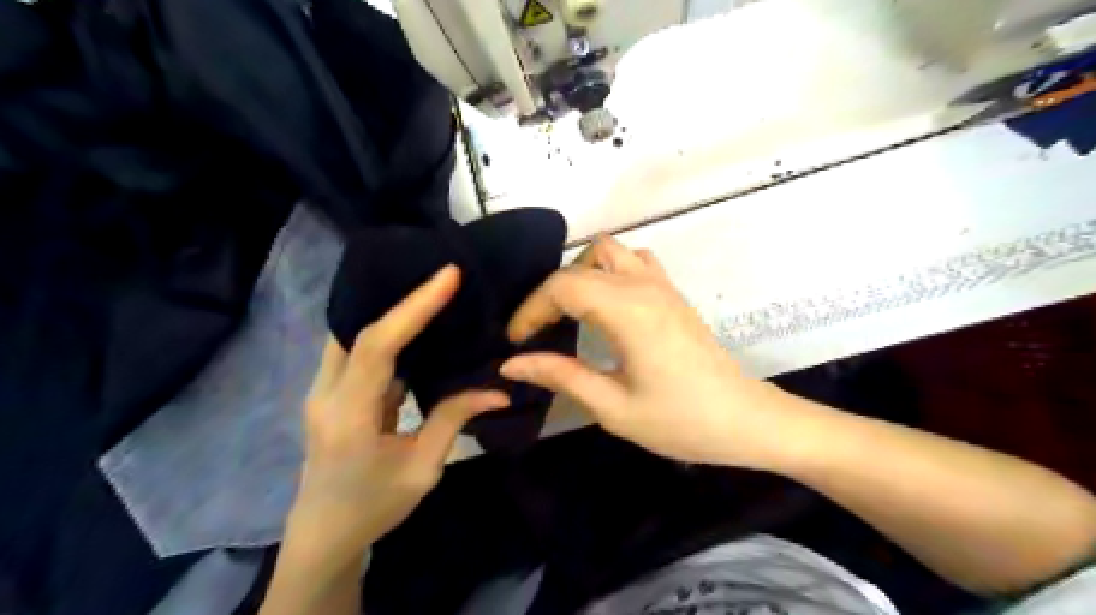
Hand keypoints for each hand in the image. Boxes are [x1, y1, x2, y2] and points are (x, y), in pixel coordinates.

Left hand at [292, 267, 513, 554]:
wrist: (324, 534)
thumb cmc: (374, 506)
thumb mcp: (422, 468)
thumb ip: (454, 419)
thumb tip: (498, 390)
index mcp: (348, 415)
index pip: (377, 345)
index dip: (413, 307)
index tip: (448, 276)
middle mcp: (326, 393)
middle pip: (358, 330)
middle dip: (400, 298)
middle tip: (442, 277)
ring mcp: (323, 391)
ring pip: (353, 336)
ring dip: (391, 313)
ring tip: (431, 293)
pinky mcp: (332, 393)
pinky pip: (357, 351)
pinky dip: (386, 334)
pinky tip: (415, 329)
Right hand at [499, 236, 792, 465]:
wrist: (745, 420)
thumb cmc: (681, 421)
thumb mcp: (613, 407)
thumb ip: (561, 376)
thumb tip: (512, 363)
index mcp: (627, 311)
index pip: (562, 287)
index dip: (530, 310)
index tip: (516, 342)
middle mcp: (643, 285)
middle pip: (578, 267)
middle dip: (547, 296)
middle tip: (535, 333)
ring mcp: (661, 285)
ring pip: (608, 251)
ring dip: (579, 274)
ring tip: (567, 313)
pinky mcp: (672, 293)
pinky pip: (633, 260)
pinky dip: (608, 271)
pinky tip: (605, 305)